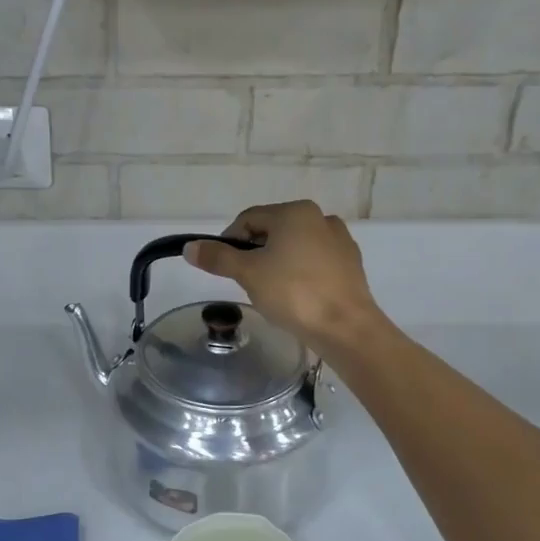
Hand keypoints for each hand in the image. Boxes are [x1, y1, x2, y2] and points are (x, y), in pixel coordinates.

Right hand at [185, 201, 382, 351]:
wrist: (346, 328)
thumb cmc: (294, 293)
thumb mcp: (248, 274)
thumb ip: (217, 257)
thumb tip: (189, 247)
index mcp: (295, 212)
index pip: (248, 219)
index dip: (229, 242)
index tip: (223, 268)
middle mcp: (320, 217)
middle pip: (273, 231)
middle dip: (255, 253)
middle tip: (246, 282)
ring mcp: (340, 241)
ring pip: (295, 246)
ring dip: (277, 263)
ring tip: (271, 292)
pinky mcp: (351, 264)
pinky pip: (315, 262)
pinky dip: (300, 273)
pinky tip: (297, 296)